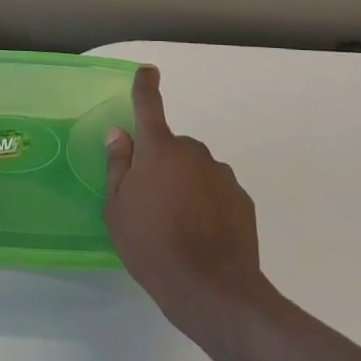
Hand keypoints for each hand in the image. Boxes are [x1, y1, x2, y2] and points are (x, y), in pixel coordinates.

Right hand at [104, 65, 270, 342]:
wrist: (213, 289)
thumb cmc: (152, 245)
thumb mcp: (118, 208)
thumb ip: (118, 166)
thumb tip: (120, 134)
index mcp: (159, 149)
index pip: (148, 106)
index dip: (146, 86)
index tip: (148, 71)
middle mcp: (193, 152)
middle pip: (172, 147)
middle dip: (162, 164)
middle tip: (150, 201)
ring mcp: (221, 174)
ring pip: (195, 170)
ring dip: (185, 185)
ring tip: (177, 226)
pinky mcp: (242, 199)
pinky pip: (216, 191)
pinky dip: (207, 204)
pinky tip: (201, 235)